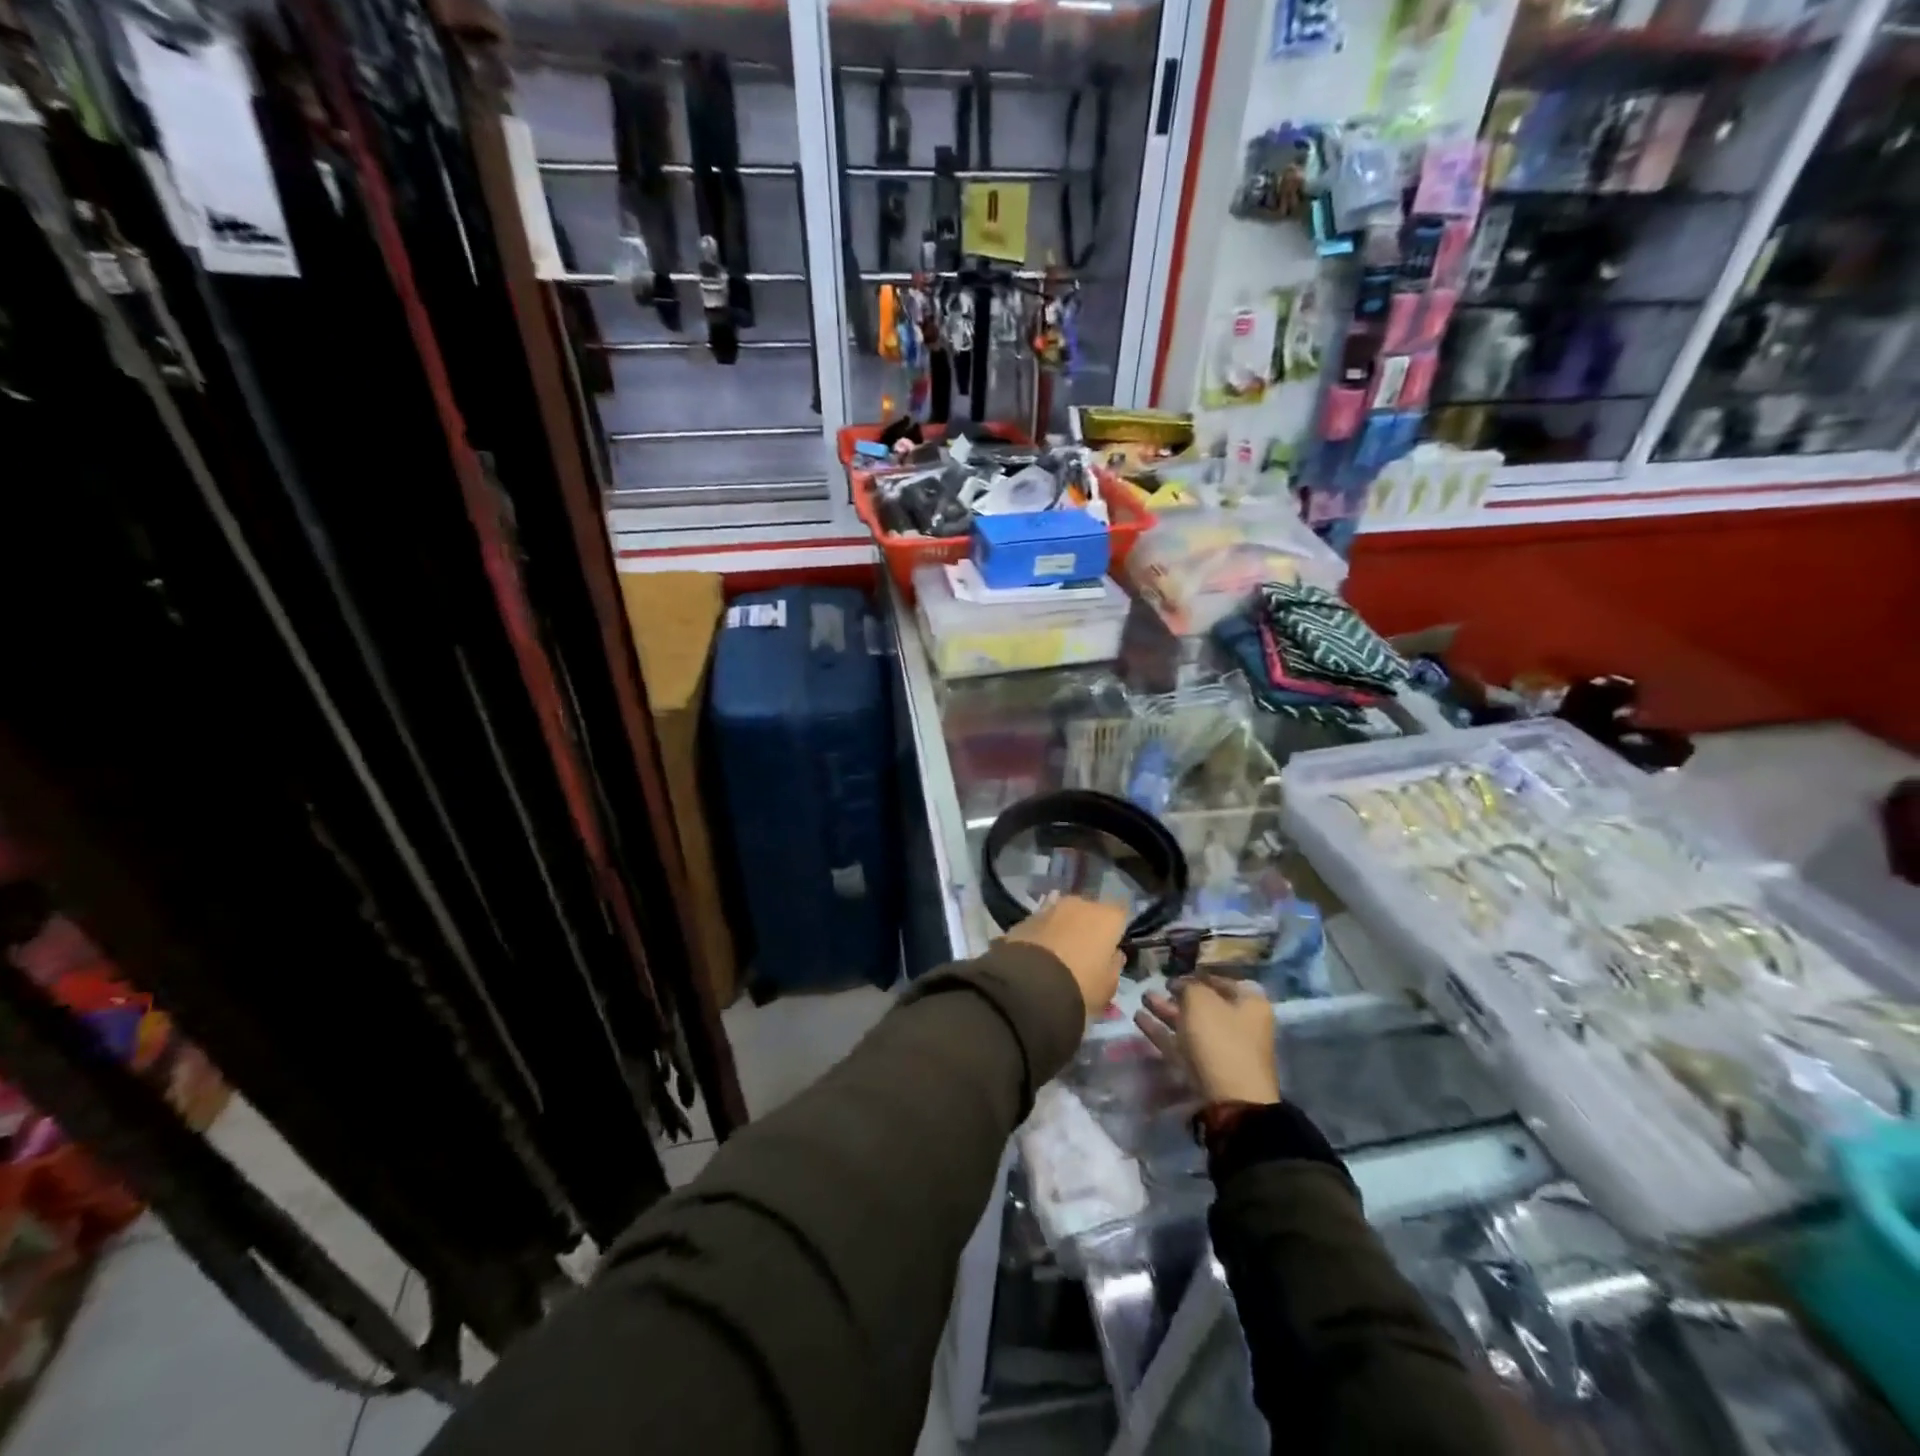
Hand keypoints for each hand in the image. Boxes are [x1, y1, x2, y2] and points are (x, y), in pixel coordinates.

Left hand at [1003, 895, 1125, 1016]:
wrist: (1029, 985)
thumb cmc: (1080, 986)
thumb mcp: (1108, 987)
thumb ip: (1114, 966)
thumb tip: (1113, 954)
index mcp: (1107, 917)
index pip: (1122, 913)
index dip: (1118, 929)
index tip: (1114, 946)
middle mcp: (1080, 904)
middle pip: (1091, 911)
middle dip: (1089, 927)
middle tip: (1086, 952)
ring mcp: (1050, 908)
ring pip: (1064, 915)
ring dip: (1064, 928)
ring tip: (1060, 954)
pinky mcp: (1026, 918)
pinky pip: (1042, 924)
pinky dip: (1043, 934)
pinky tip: (1039, 954)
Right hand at [1134, 976, 1279, 1105]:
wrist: (1231, 1100)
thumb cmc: (1221, 1040)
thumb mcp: (1201, 1001)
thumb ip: (1188, 986)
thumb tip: (1180, 985)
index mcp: (1249, 1004)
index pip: (1222, 981)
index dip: (1197, 975)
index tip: (1175, 973)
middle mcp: (1239, 1025)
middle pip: (1205, 1005)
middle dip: (1178, 995)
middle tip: (1155, 986)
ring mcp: (1221, 1049)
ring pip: (1189, 1024)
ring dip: (1166, 1011)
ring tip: (1143, 998)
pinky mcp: (1204, 1069)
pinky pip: (1181, 1044)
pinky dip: (1162, 1031)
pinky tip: (1139, 1019)